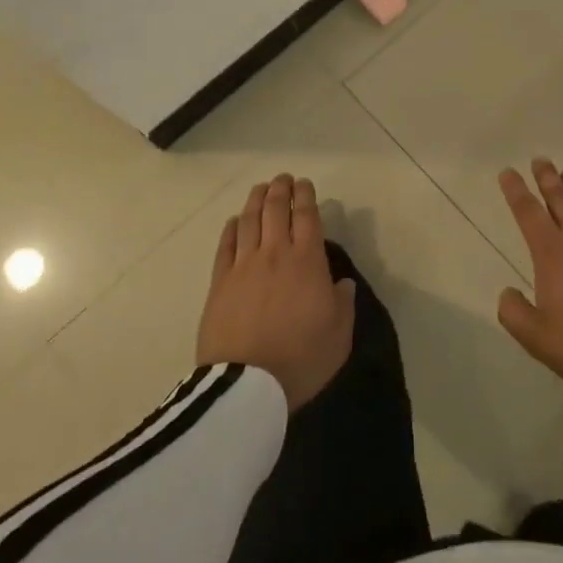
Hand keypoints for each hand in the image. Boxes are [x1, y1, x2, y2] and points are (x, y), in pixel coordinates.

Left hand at [196, 173, 355, 410]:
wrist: (247, 384)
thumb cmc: (301, 359)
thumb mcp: (338, 336)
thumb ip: (343, 304)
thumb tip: (342, 283)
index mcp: (307, 261)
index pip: (307, 216)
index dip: (306, 196)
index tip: (305, 184)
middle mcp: (275, 253)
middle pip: (276, 210)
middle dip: (281, 190)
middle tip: (284, 179)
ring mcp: (243, 265)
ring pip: (250, 220)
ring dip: (256, 199)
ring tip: (261, 188)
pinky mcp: (219, 282)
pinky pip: (226, 245)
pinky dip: (232, 228)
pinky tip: (234, 221)